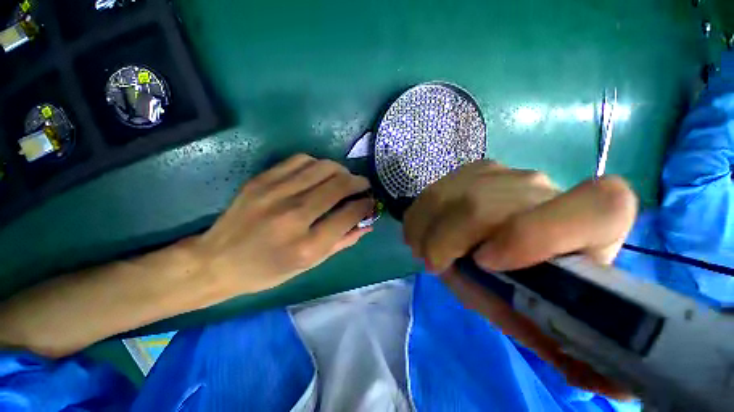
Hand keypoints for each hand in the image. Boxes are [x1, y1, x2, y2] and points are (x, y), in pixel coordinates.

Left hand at [193, 154, 373, 294]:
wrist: (217, 261)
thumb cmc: (268, 270)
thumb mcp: (310, 265)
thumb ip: (342, 242)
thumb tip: (367, 224)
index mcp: (307, 246)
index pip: (349, 214)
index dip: (365, 205)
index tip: (370, 202)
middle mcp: (294, 216)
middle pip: (339, 185)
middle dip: (358, 182)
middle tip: (363, 185)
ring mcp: (275, 193)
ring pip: (322, 167)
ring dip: (341, 170)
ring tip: (344, 178)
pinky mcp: (262, 180)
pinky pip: (300, 160)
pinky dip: (317, 164)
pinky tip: (319, 173)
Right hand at [403, 161, 637, 397]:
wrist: (500, 238)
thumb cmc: (523, 281)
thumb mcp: (537, 315)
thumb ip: (557, 341)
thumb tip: (609, 387)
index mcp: (592, 226)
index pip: (601, 206)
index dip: (537, 234)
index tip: (486, 263)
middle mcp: (545, 189)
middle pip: (485, 207)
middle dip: (447, 240)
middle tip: (434, 265)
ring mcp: (503, 173)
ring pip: (453, 195)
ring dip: (428, 229)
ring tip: (424, 250)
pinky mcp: (472, 171)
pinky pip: (436, 189)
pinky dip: (420, 214)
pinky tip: (421, 231)